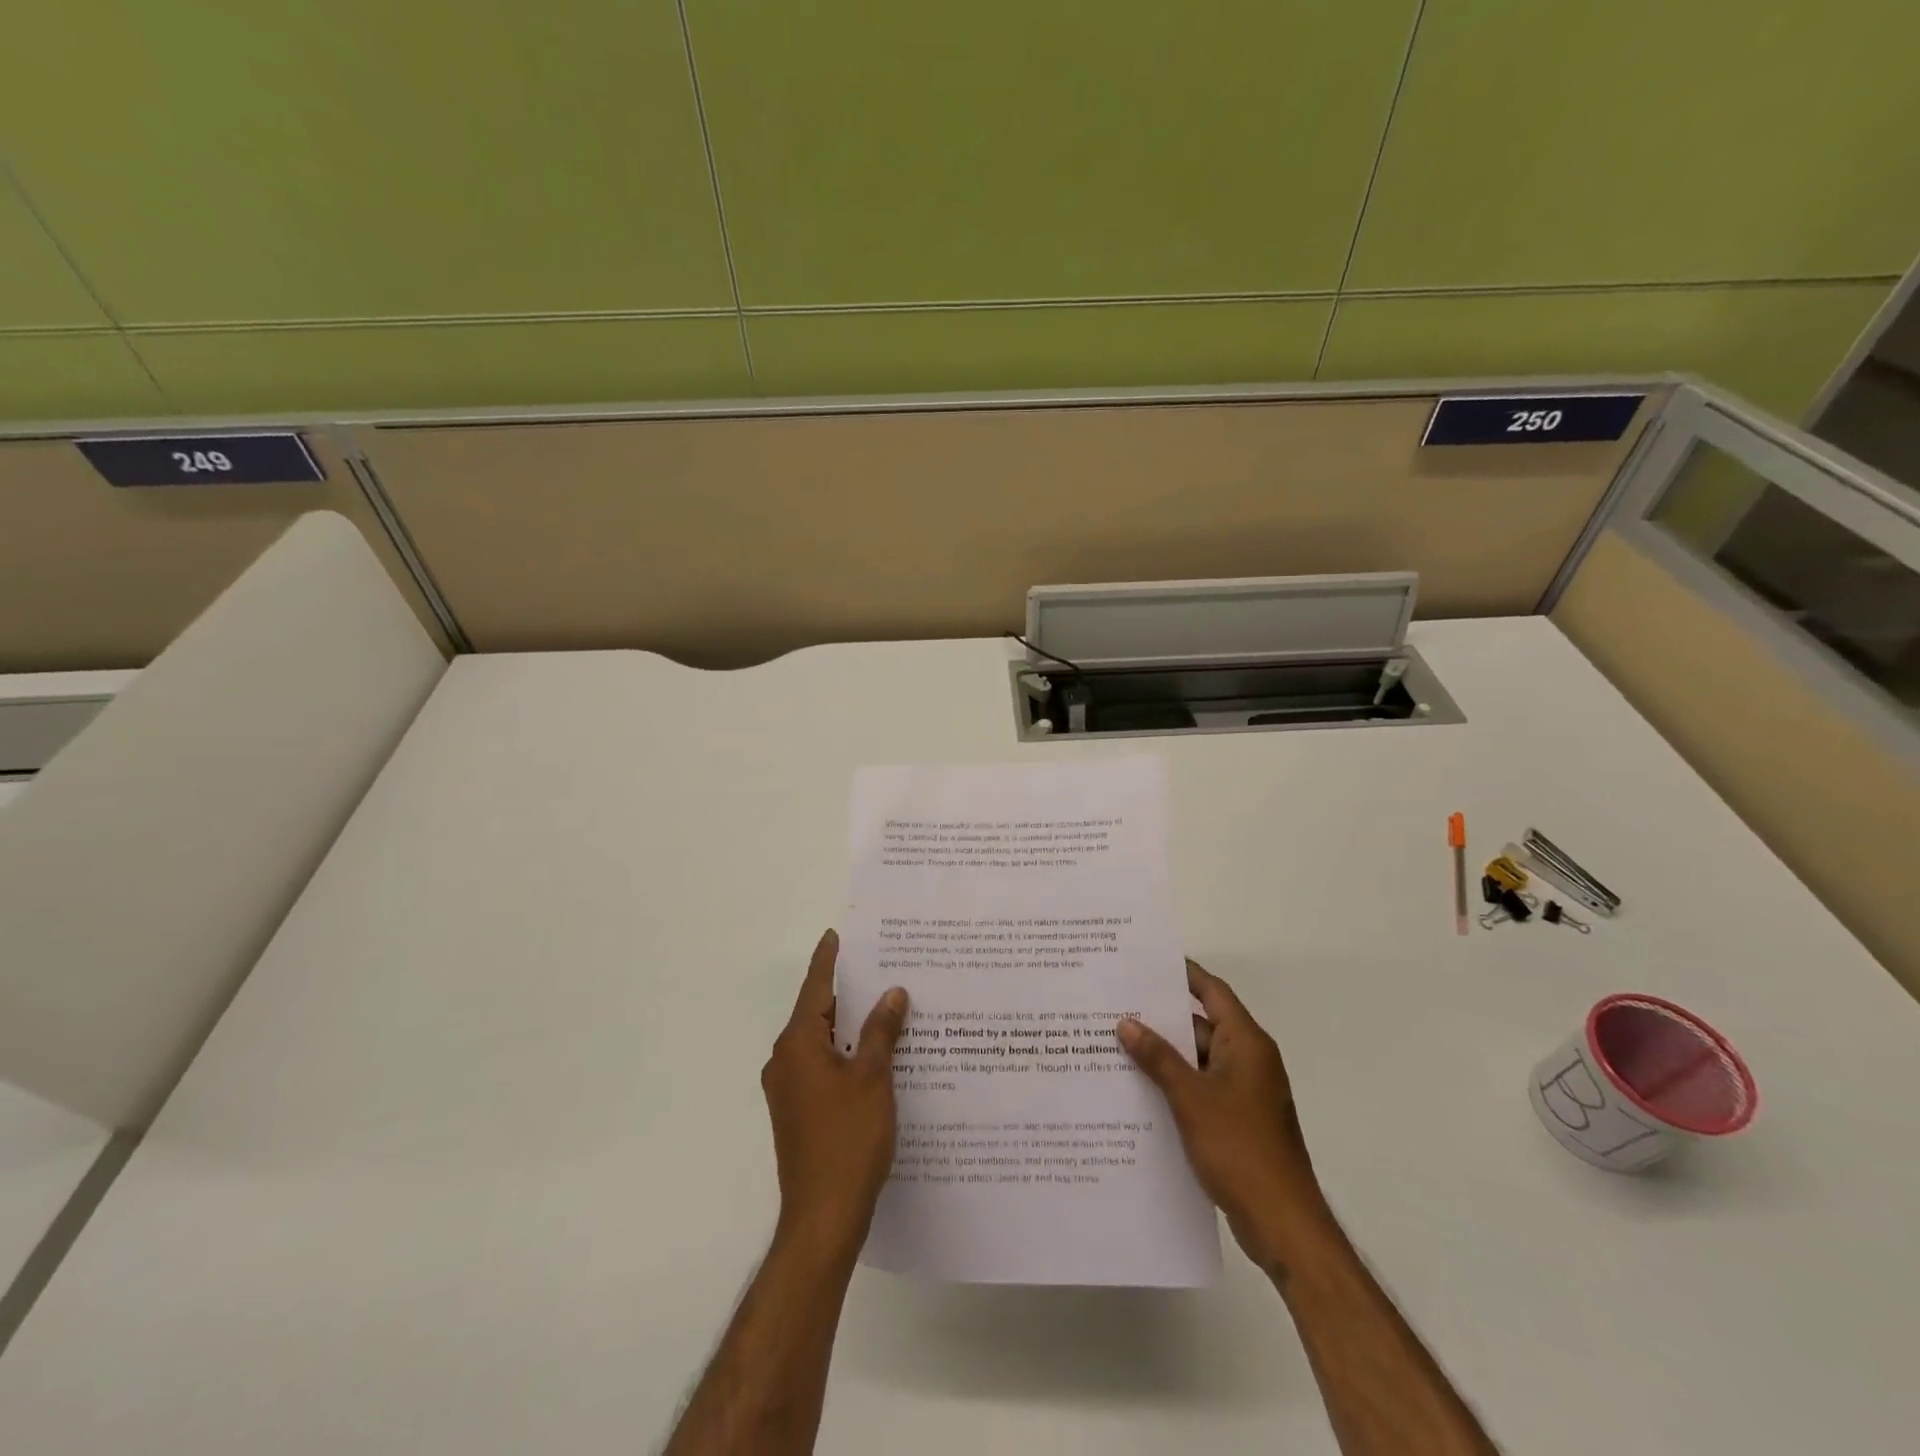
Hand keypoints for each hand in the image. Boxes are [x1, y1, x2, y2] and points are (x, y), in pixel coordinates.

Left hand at [762, 929, 908, 1260]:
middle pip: (817, 1014)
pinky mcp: (797, 1112)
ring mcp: (787, 1089)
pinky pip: (821, 1066)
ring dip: (848, 1026)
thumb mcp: (873, 1078)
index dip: (827, 961)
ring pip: (821, 1042)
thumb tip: (892, 993)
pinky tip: (874, 1054)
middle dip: (846, 993)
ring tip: (883, 1007)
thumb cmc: (848, 1140)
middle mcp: (785, 1060)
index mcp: (798, 1045)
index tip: (835, 935)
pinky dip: (844, 1053)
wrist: (823, 1217)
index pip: (815, 988)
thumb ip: (881, 1031)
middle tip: (877, 968)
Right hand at [1118, 960, 1324, 1272]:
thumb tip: (1127, 1023)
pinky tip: (1137, 1089)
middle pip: (1201, 1025)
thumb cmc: (1240, 1149)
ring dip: (1163, 1055)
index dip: (1183, 974)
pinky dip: (1173, 1084)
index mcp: (1246, 1044)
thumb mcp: (1191, 1098)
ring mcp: (1243, 1093)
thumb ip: (1158, 1058)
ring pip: (1197, 1060)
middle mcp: (1248, 1060)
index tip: (1147, 962)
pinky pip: (1200, 1088)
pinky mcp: (1236, 1121)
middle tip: (1117, 1004)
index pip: (1213, 993)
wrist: (1282, 1224)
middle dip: (1161, 1018)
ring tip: (1115, 1043)